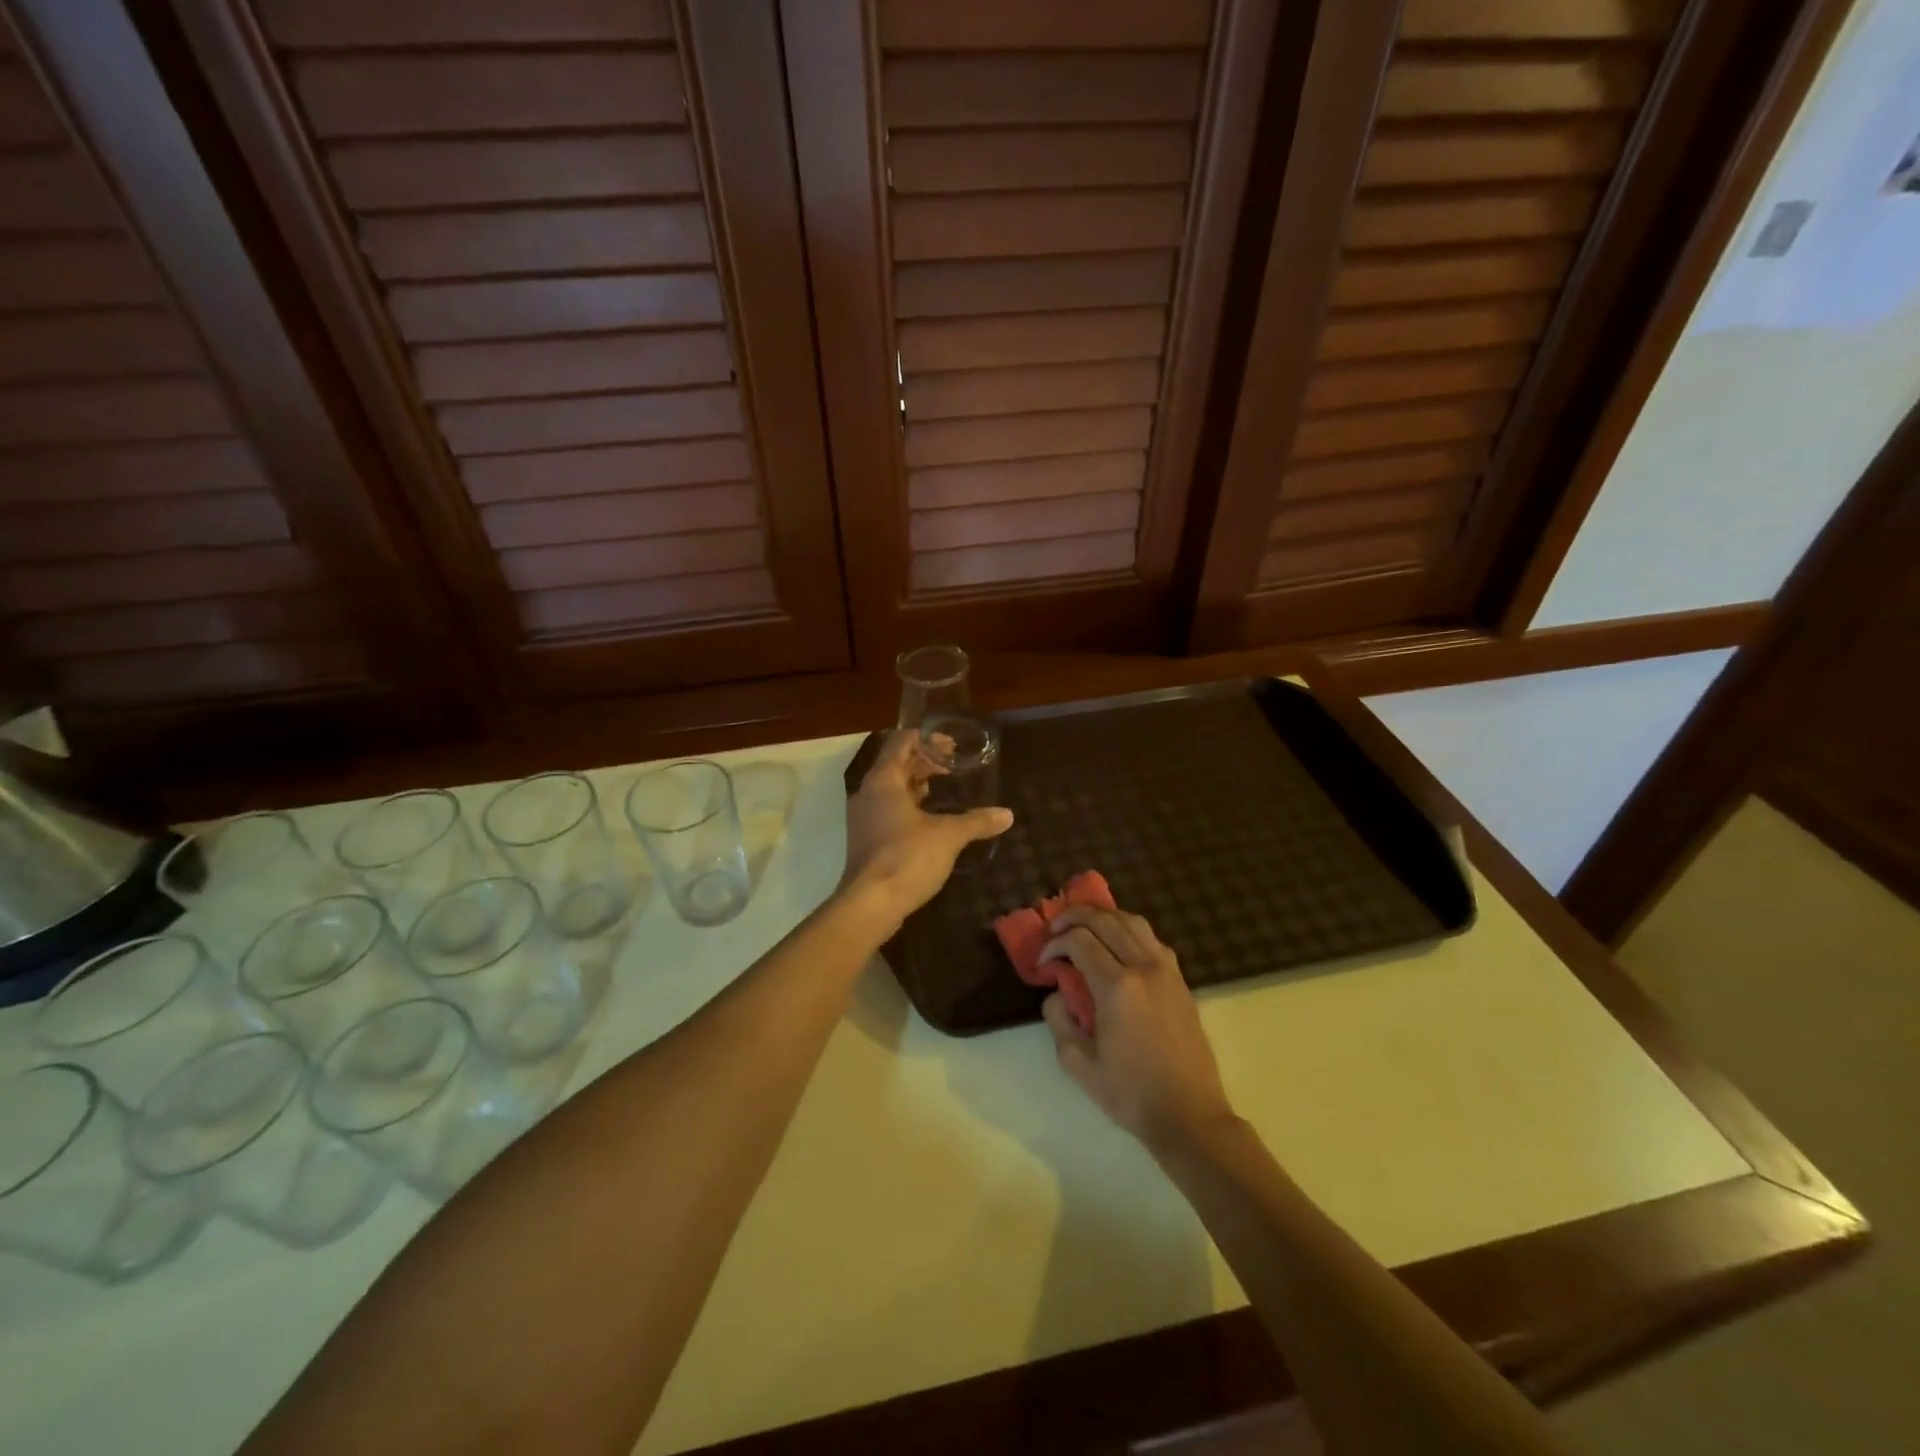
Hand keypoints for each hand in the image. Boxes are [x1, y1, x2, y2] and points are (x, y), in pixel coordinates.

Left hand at [842, 731, 1012, 928]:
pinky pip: (889, 810)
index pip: (901, 743)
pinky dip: (910, 806)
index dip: (926, 739)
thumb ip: (977, 821)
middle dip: (925, 762)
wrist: (871, 904)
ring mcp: (864, 817)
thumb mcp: (948, 836)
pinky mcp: (867, 839)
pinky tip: (932, 819)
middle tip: (956, 765)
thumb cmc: (907, 857)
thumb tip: (1007, 814)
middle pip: (896, 765)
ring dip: (917, 785)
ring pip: (892, 789)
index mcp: (883, 780)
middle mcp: (868, 792)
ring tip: (947, 788)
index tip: (951, 743)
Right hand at [1038, 906, 1237, 1153]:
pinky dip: (1128, 930)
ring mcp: (1166, 970)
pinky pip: (1151, 938)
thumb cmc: (1131, 1094)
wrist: (1189, 1115)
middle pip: (1104, 919)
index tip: (1043, 962)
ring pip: (1132, 920)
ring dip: (1102, 916)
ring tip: (1082, 927)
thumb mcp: (1079, 1064)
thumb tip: (1057, 991)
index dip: (1054, 943)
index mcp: (1117, 987)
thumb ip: (1058, 1019)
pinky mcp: (1180, 979)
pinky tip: (1116, 945)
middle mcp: (1143, 967)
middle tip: (1054, 930)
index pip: (1079, 940)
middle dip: (1073, 917)